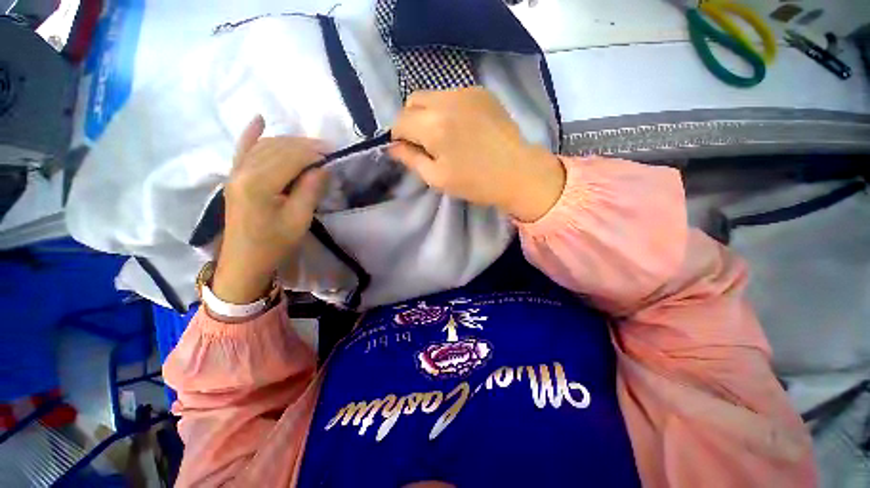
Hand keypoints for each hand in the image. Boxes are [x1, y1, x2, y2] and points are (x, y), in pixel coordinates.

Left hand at [212, 115, 328, 303]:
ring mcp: (235, 172)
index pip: (291, 157)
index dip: (314, 153)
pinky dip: (252, 134)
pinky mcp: (234, 176)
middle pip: (278, 147)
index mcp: (259, 184)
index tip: (334, 154)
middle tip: (327, 150)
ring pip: (264, 146)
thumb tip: (323, 168)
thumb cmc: (274, 243)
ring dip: (289, 142)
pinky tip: (259, 119)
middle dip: (304, 145)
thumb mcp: (299, 220)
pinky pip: (243, 149)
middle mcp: (243, 171)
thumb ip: (310, 190)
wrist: (244, 260)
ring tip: (311, 147)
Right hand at [389, 87, 564, 221]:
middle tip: (425, 143)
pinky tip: (461, 127)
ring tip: (444, 136)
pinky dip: (447, 108)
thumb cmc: (475, 182)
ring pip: (432, 96)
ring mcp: (466, 91)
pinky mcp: (481, 91)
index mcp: (433, 125)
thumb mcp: (437, 178)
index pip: (399, 121)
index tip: (409, 151)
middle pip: (412, 101)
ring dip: (428, 113)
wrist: (518, 173)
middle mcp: (446, 100)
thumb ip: (410, 159)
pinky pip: (452, 95)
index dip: (399, 137)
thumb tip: (392, 147)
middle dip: (411, 121)